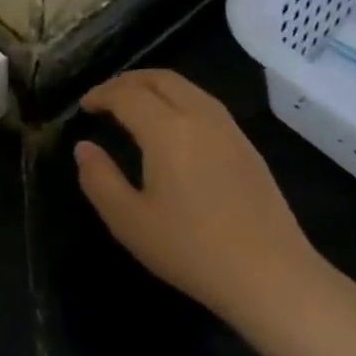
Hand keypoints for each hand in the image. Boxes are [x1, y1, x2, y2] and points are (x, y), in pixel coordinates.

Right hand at [74, 69, 326, 327]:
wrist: (272, 277)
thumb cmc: (191, 248)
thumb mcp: (128, 220)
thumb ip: (99, 179)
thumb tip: (84, 148)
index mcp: (167, 130)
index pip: (127, 94)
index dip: (101, 94)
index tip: (84, 106)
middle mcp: (200, 118)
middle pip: (162, 79)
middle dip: (128, 81)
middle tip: (105, 97)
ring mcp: (230, 131)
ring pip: (188, 88)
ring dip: (156, 88)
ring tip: (135, 106)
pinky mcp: (248, 148)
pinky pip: (206, 105)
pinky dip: (179, 101)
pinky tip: (172, 129)